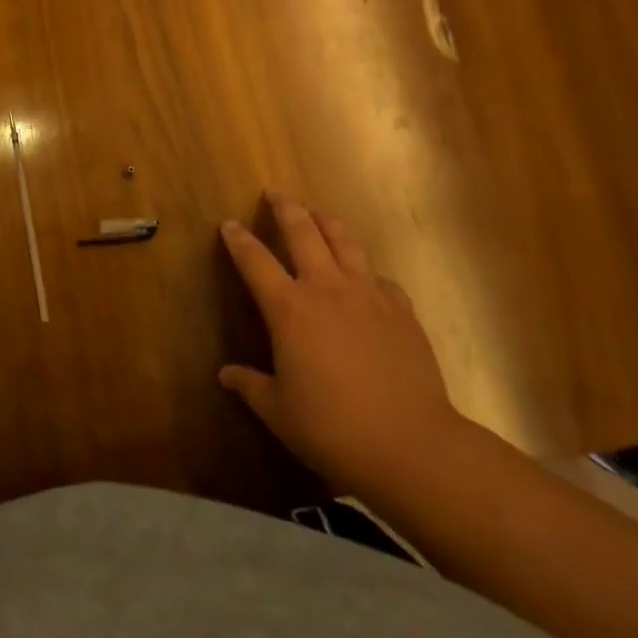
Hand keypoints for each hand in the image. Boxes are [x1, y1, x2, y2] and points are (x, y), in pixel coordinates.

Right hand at [219, 192, 466, 500]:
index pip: (255, 260)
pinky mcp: (401, 310)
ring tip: (319, 213)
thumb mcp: (279, 412)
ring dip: (328, 221)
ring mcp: (368, 295)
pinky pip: (380, 277)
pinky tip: (366, 278)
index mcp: (289, 308)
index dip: (238, 240)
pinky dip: (366, 270)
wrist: (412, 445)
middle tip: (275, 192)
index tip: (228, 224)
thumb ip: (250, 386)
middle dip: (286, 207)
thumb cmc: (333, 428)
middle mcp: (326, 288)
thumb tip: (226, 375)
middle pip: (303, 231)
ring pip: (345, 241)